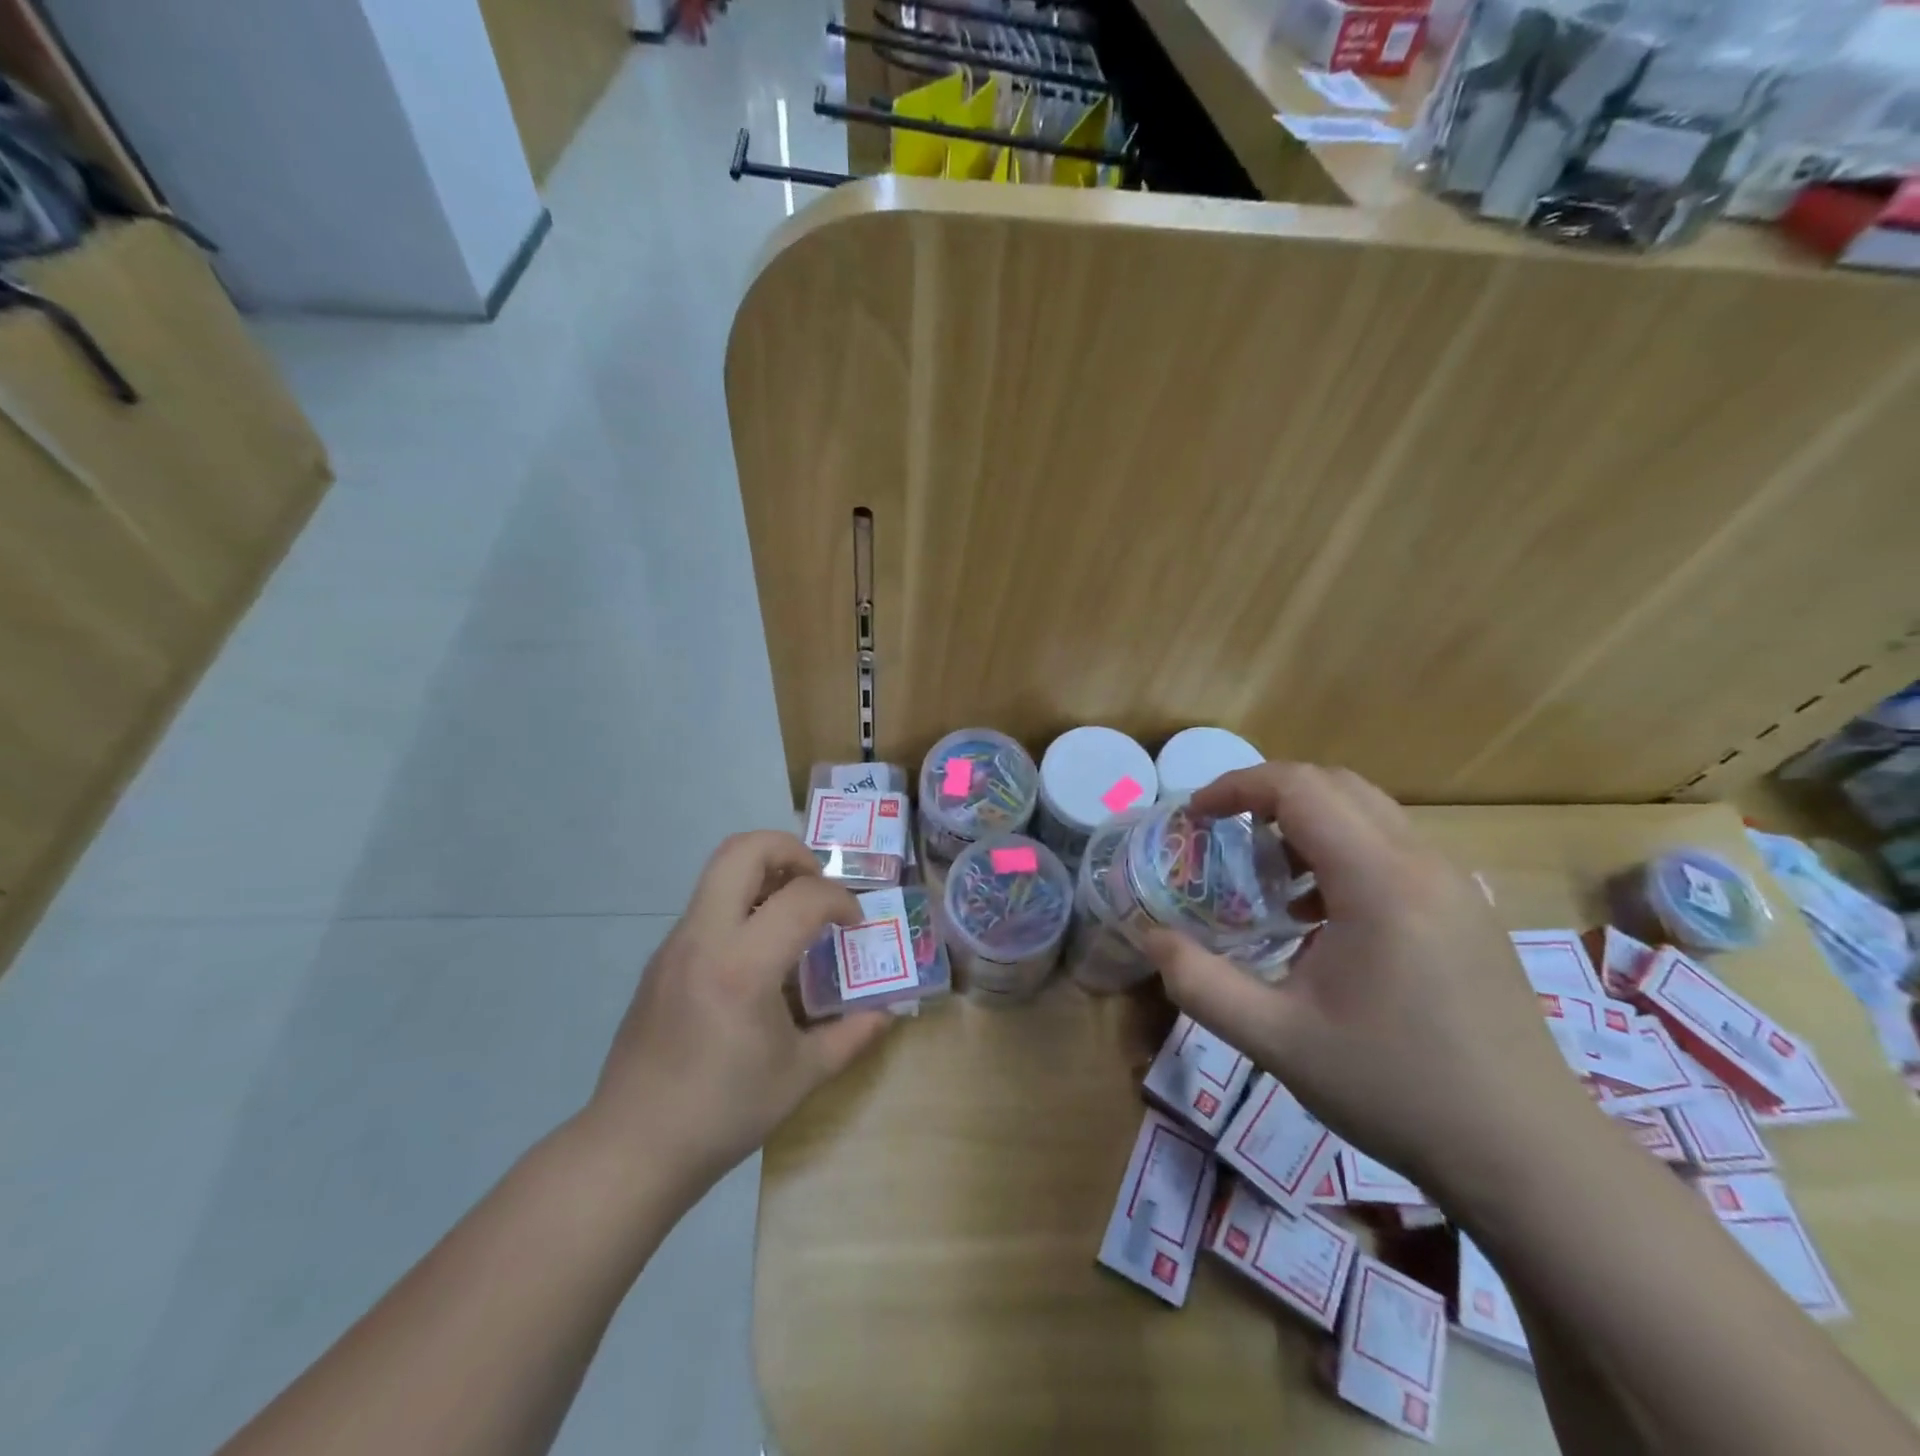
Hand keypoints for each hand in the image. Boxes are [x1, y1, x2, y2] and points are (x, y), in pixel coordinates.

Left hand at [579, 832, 892, 1195]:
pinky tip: (760, 953)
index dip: (840, 901)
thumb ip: (852, 1035)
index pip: (802, 897)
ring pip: (719, 870)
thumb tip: (888, 1012)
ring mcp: (675, 943)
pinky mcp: (661, 957)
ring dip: (764, 873)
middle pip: (743, 850)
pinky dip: (743, 904)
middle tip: (818, 883)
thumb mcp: (802, 1076)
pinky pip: (707, 905)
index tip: (855, 926)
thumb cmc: (724, 1113)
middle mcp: (704, 938)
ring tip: (794, 913)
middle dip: (791, 850)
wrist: (633, 1147)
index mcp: (743, 967)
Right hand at [1145, 764, 1593, 1202]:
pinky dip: (1342, 852)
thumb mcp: (1276, 1040)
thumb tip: (1150, 937)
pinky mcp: (1467, 911)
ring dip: (1307, 824)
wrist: (1529, 1156)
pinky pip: (1393, 849)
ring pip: (1369, 813)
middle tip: (1223, 836)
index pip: (1300, 788)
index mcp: (1379, 882)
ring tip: (1267, 877)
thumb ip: (1200, 983)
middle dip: (1268, 796)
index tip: (1196, 816)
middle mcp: (1423, 864)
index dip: (1237, 788)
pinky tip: (1320, 916)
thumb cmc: (1396, 1090)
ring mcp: (1454, 885)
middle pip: (1336, 785)